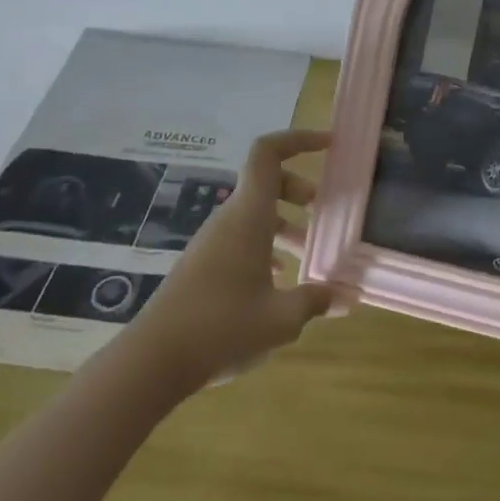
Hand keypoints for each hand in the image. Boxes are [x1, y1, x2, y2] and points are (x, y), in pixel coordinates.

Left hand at [132, 130, 351, 390]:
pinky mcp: (203, 265)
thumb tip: (346, 295)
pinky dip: (265, 244)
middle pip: (265, 181)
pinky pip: (240, 237)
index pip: (268, 153)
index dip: (298, 139)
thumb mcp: (282, 318)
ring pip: (254, 212)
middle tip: (322, 209)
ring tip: (308, 249)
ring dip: (284, 221)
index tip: (330, 146)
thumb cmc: (222, 328)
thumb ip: (316, 301)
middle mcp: (229, 220)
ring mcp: (212, 242)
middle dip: (297, 187)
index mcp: (248, 216)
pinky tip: (278, 279)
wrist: (153, 361)